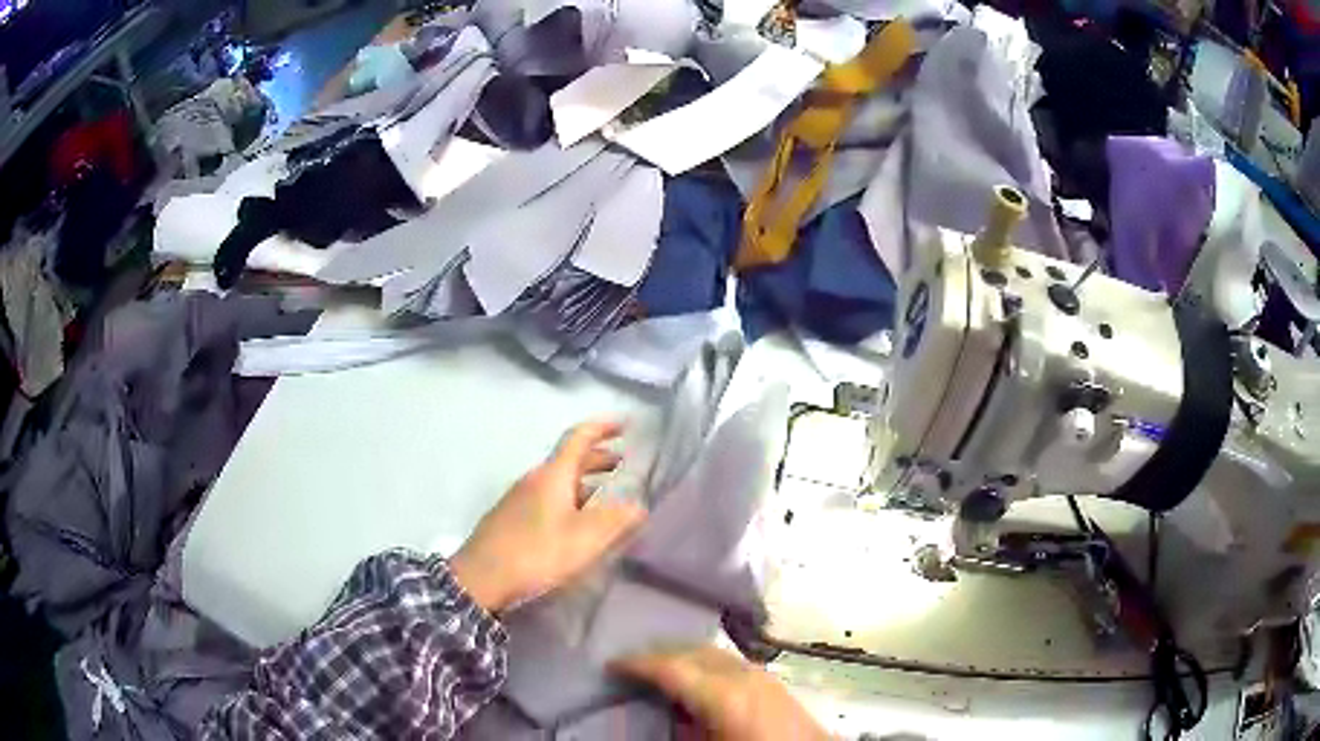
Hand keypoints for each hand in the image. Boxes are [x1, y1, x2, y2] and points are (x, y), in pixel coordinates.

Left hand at [450, 420, 646, 612]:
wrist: (480, 578)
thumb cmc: (536, 553)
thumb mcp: (584, 539)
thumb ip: (616, 520)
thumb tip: (638, 505)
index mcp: (553, 475)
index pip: (579, 438)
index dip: (603, 427)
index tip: (625, 424)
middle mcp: (534, 479)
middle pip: (569, 459)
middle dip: (597, 458)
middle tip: (622, 465)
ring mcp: (518, 499)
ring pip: (558, 481)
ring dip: (584, 482)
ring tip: (605, 496)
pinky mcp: (510, 519)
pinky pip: (546, 498)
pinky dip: (569, 499)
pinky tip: (574, 523)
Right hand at [614, 647, 829, 740]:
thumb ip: (679, 727)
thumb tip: (656, 709)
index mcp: (723, 694)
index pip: (671, 667)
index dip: (637, 663)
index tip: (611, 664)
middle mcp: (742, 673)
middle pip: (691, 652)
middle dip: (658, 655)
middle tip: (629, 665)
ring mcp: (760, 673)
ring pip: (711, 653)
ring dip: (682, 657)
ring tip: (657, 670)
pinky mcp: (771, 680)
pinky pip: (728, 661)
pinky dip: (703, 663)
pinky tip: (695, 680)